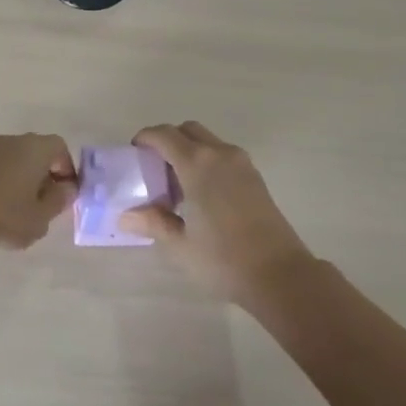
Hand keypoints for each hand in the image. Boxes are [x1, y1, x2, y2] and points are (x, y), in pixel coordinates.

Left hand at [0, 134, 76, 252]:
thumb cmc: (5, 215)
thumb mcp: (41, 217)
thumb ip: (59, 200)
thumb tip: (66, 188)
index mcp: (36, 147)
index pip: (60, 148)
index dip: (67, 169)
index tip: (66, 193)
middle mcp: (14, 140)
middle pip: (38, 151)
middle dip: (46, 174)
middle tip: (46, 202)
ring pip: (17, 159)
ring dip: (24, 178)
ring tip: (23, 209)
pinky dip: (6, 181)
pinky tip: (1, 207)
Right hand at [121, 122, 315, 302]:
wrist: (280, 274)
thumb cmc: (223, 259)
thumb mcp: (180, 245)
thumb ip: (153, 223)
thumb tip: (125, 216)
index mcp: (197, 164)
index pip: (164, 135)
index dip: (146, 138)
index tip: (134, 153)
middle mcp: (219, 154)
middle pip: (188, 130)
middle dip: (168, 141)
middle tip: (155, 169)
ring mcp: (241, 163)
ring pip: (208, 141)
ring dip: (189, 150)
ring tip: (178, 186)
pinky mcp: (255, 177)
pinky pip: (223, 155)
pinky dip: (207, 161)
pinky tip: (203, 195)